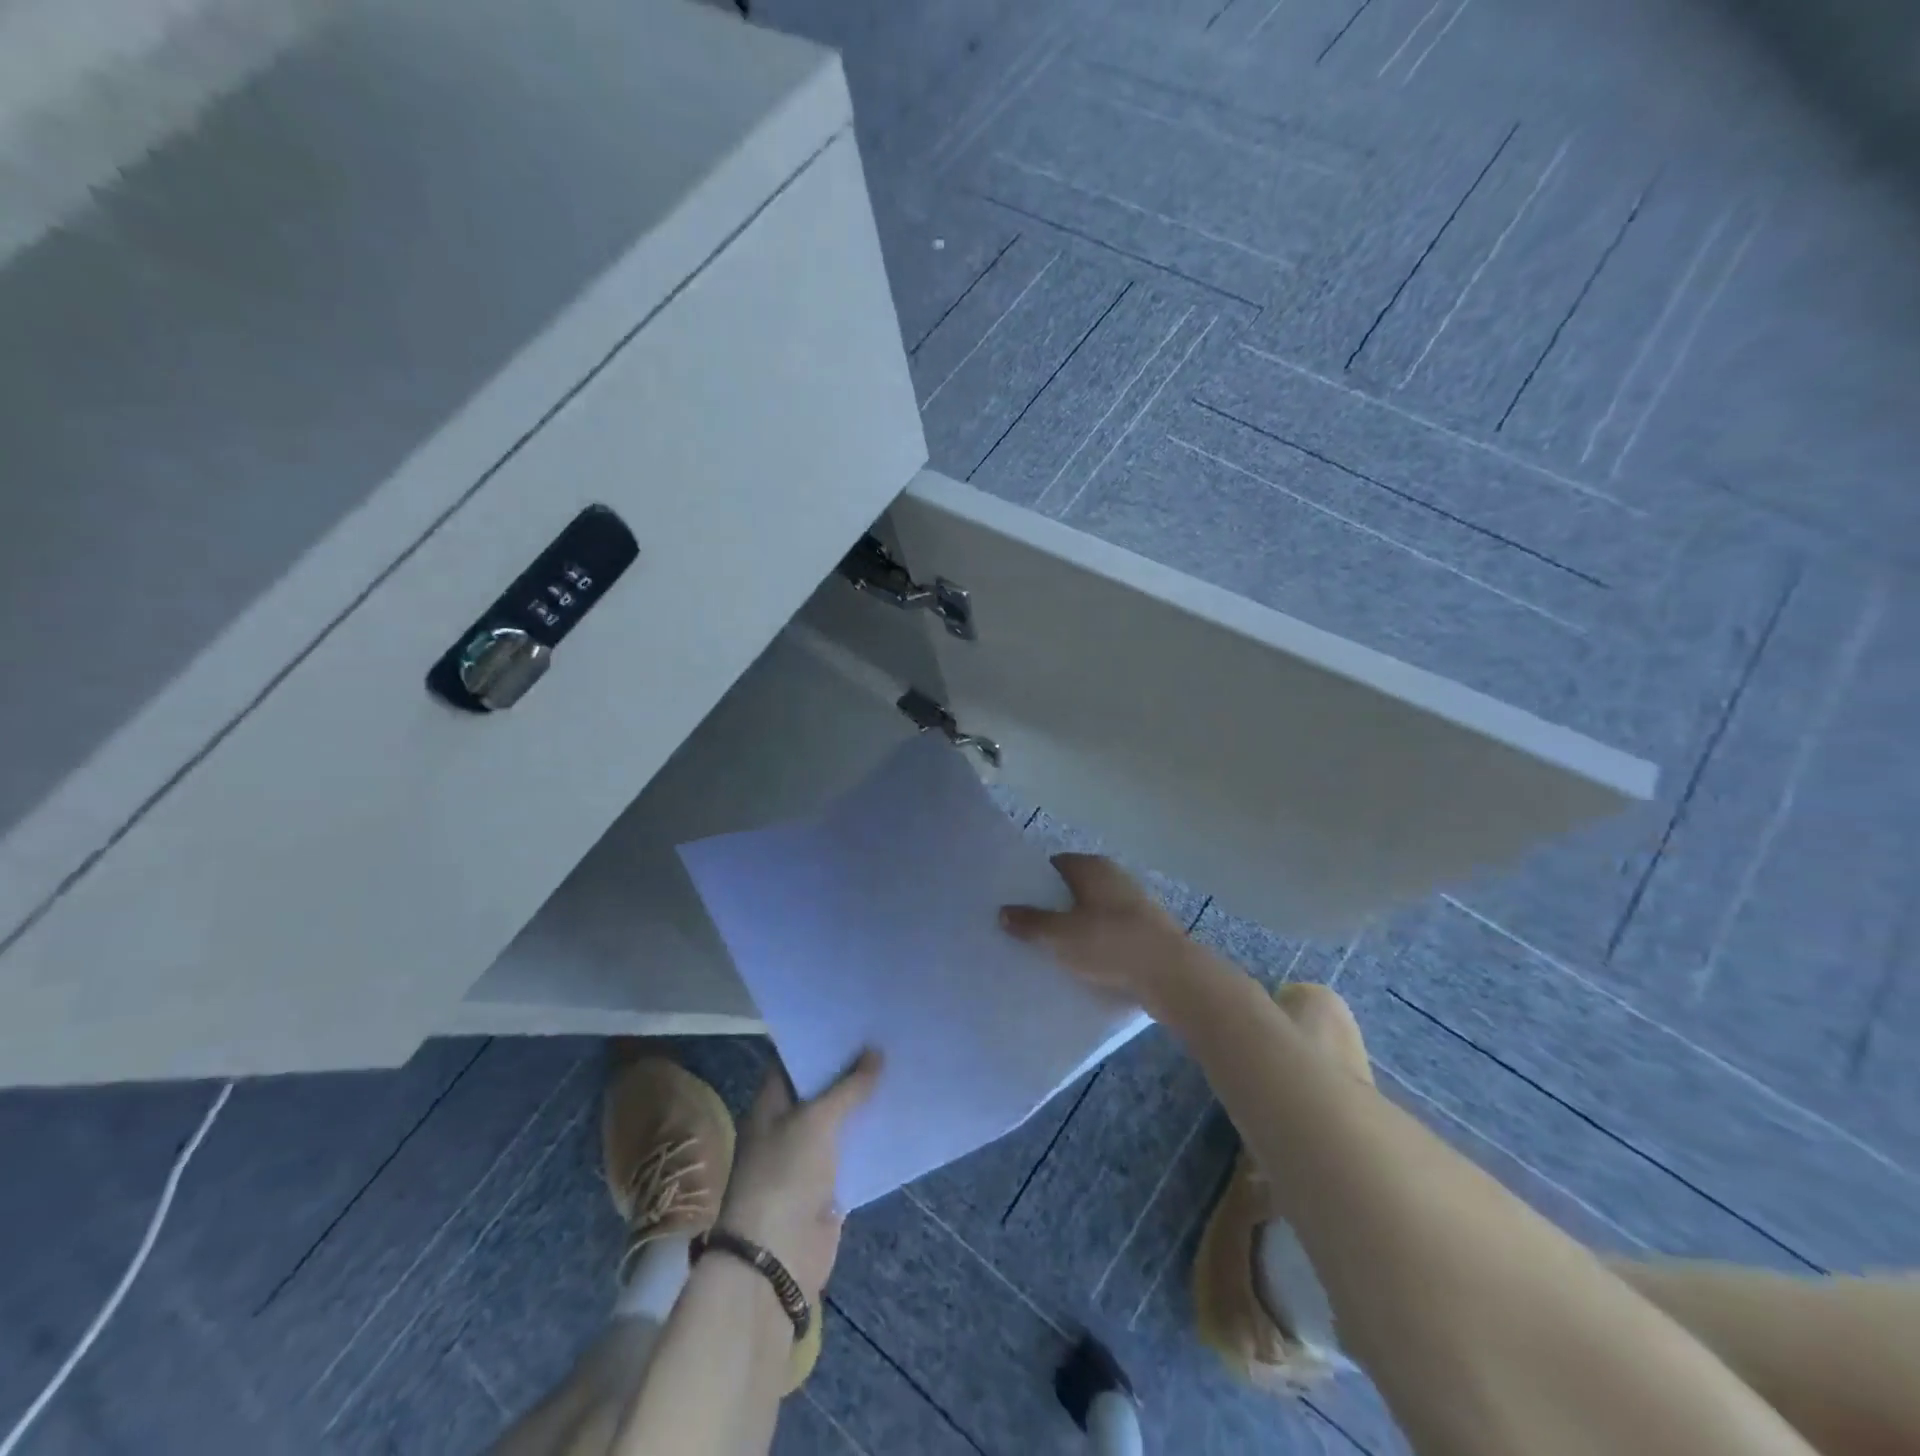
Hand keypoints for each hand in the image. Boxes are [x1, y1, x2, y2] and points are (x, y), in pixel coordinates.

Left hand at [716, 1049, 881, 1301]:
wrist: (777, 1258)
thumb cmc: (785, 1175)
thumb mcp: (816, 1121)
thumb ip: (848, 1087)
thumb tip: (876, 1051)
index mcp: (771, 1104)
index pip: (795, 1060)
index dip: (821, 1040)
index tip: (855, 1020)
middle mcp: (787, 1125)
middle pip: (821, 1089)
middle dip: (851, 1068)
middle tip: (887, 1038)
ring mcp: (808, 1156)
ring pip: (840, 1119)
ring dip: (865, 1102)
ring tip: (900, 1068)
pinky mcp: (829, 1184)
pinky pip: (853, 1151)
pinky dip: (872, 1137)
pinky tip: (899, 1115)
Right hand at [1001, 853, 1200, 1016]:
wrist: (1170, 974)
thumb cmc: (1110, 943)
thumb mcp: (1060, 935)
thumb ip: (1031, 922)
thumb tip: (1003, 911)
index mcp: (1093, 868)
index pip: (1056, 865)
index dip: (1034, 882)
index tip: (1017, 902)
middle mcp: (1115, 877)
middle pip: (1075, 888)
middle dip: (1054, 905)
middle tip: (1029, 928)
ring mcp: (1136, 903)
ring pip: (1095, 911)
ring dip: (1078, 926)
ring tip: (1053, 949)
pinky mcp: (1148, 931)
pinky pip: (1113, 932)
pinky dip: (1099, 942)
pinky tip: (1086, 963)